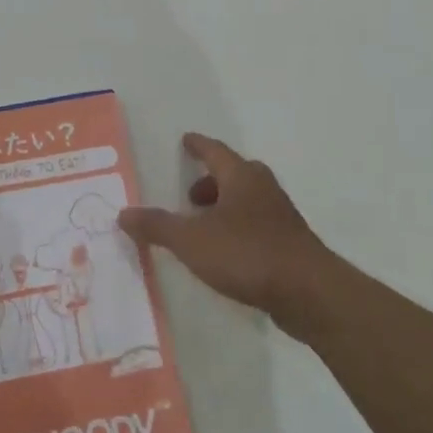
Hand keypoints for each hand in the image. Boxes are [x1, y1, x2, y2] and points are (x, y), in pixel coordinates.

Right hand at [120, 134, 336, 338]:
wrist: (309, 293)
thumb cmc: (247, 254)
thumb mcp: (192, 241)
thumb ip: (157, 226)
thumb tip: (123, 213)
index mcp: (241, 177)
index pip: (215, 151)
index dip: (198, 145)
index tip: (186, 140)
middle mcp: (263, 189)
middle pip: (234, 174)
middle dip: (211, 181)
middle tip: (189, 195)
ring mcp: (281, 217)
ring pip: (248, 200)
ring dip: (225, 207)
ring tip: (203, 228)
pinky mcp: (290, 244)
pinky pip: (257, 225)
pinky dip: (238, 229)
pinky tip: (227, 253)